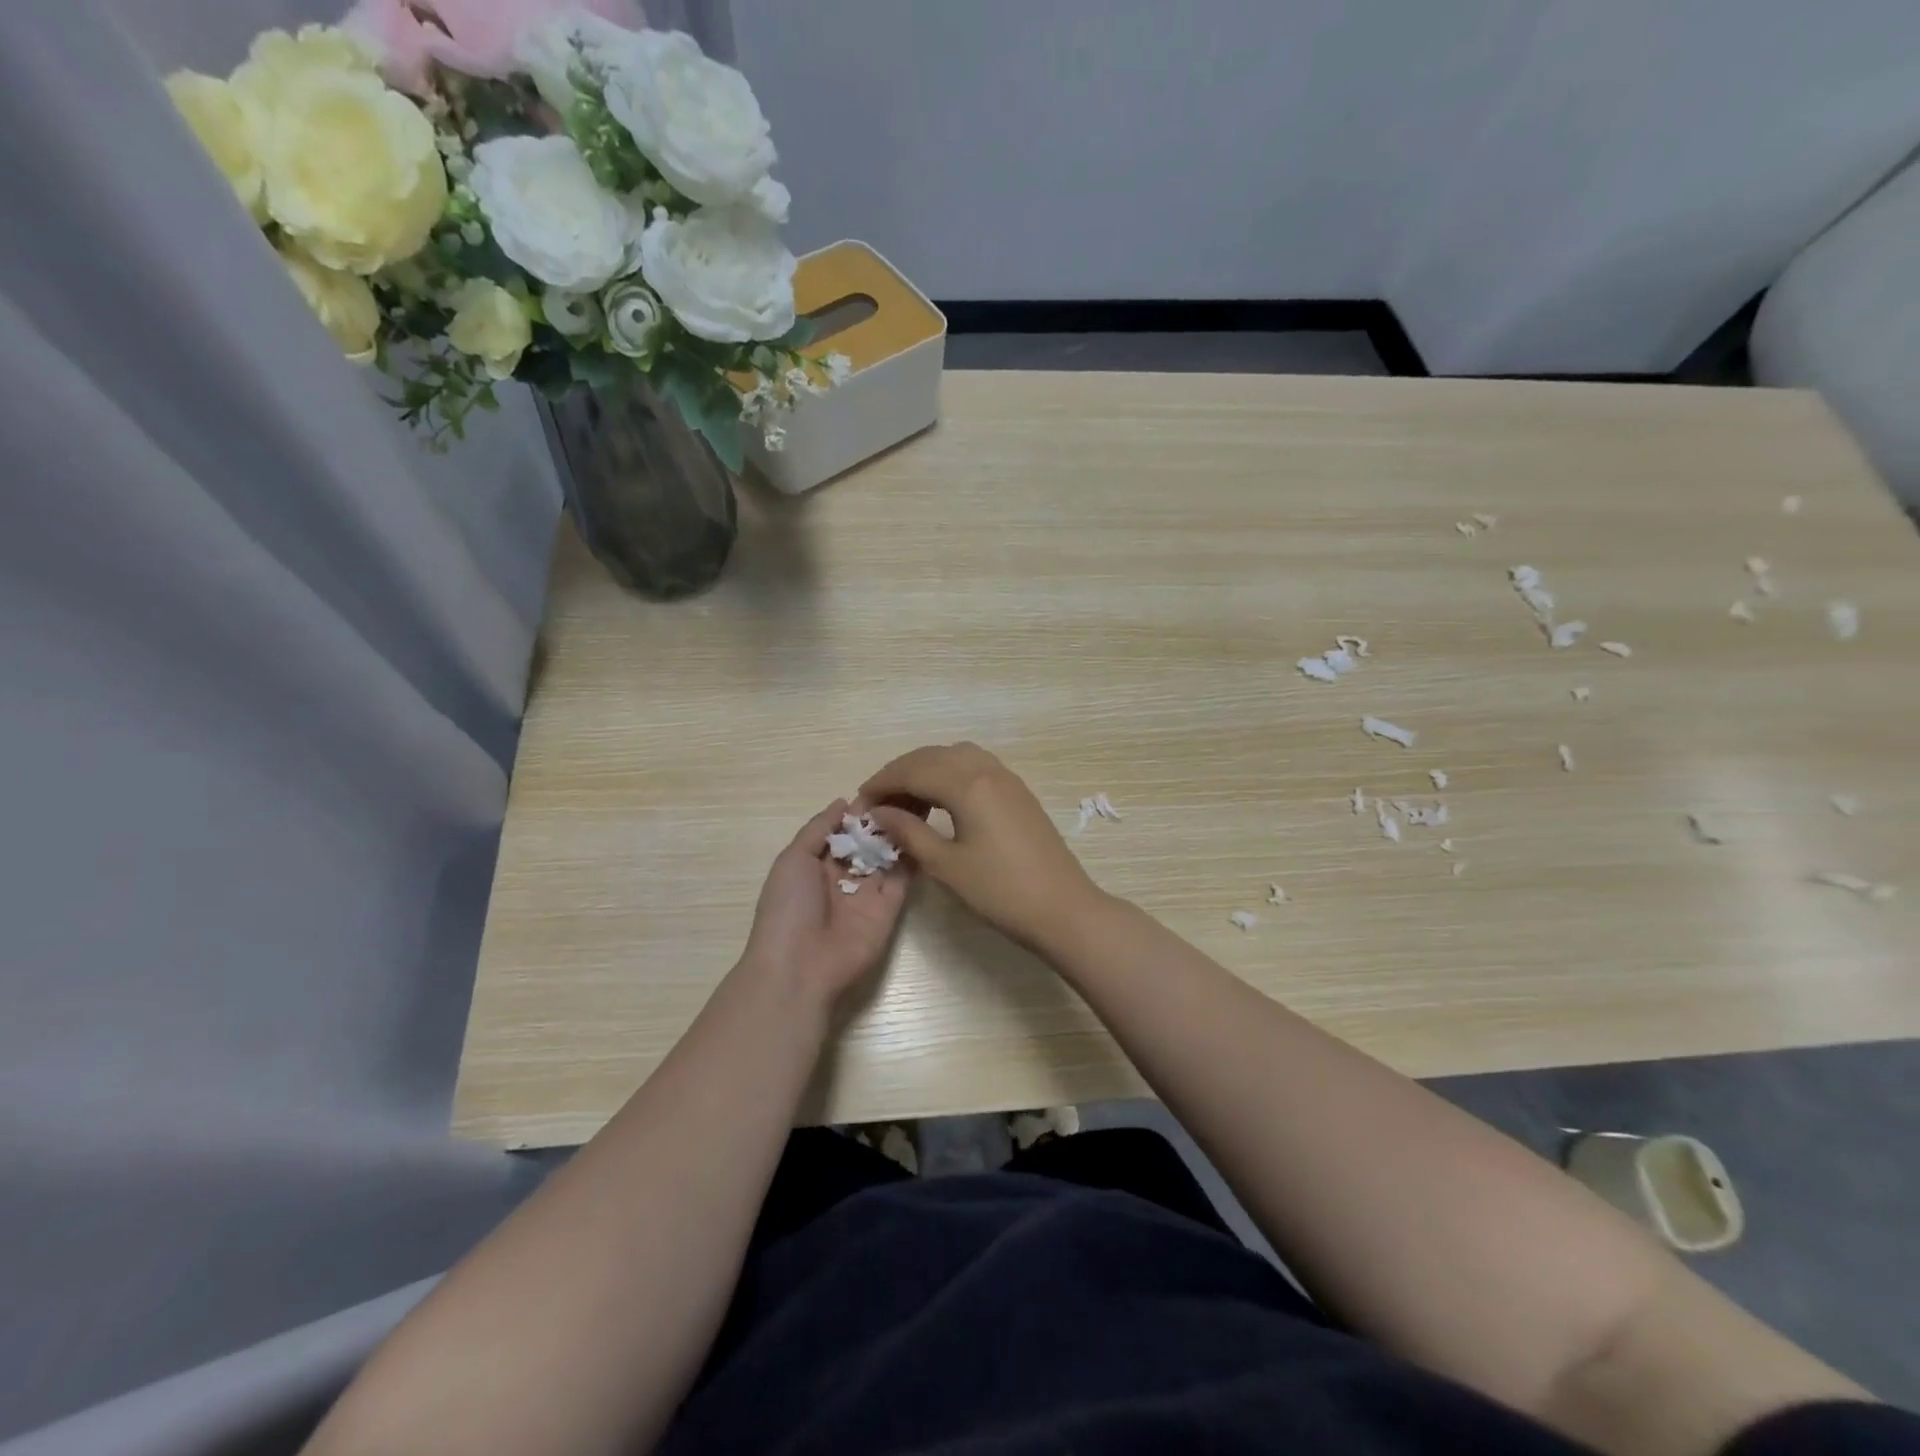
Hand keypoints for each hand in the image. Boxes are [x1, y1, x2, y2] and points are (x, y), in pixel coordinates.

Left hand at [738, 800, 912, 1007]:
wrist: (800, 967)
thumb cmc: (788, 908)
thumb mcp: (793, 859)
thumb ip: (818, 829)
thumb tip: (843, 802)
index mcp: (817, 863)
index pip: (844, 830)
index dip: (861, 810)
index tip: (884, 785)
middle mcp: (844, 875)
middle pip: (869, 841)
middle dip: (885, 818)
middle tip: (910, 789)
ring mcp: (869, 892)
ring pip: (888, 856)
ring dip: (902, 832)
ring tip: (922, 802)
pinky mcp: (890, 909)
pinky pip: (903, 878)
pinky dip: (913, 857)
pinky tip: (925, 830)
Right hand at [857, 743, 1102, 954]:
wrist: (1062, 908)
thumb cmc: (1000, 892)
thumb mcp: (946, 865)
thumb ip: (909, 832)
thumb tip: (878, 813)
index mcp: (967, 784)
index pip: (912, 770)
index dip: (881, 784)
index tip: (859, 804)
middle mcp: (987, 770)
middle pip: (932, 756)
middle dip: (900, 773)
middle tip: (877, 803)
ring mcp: (1007, 778)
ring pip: (955, 756)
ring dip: (926, 769)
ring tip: (906, 801)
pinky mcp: (1017, 791)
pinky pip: (975, 766)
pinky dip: (949, 774)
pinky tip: (940, 800)